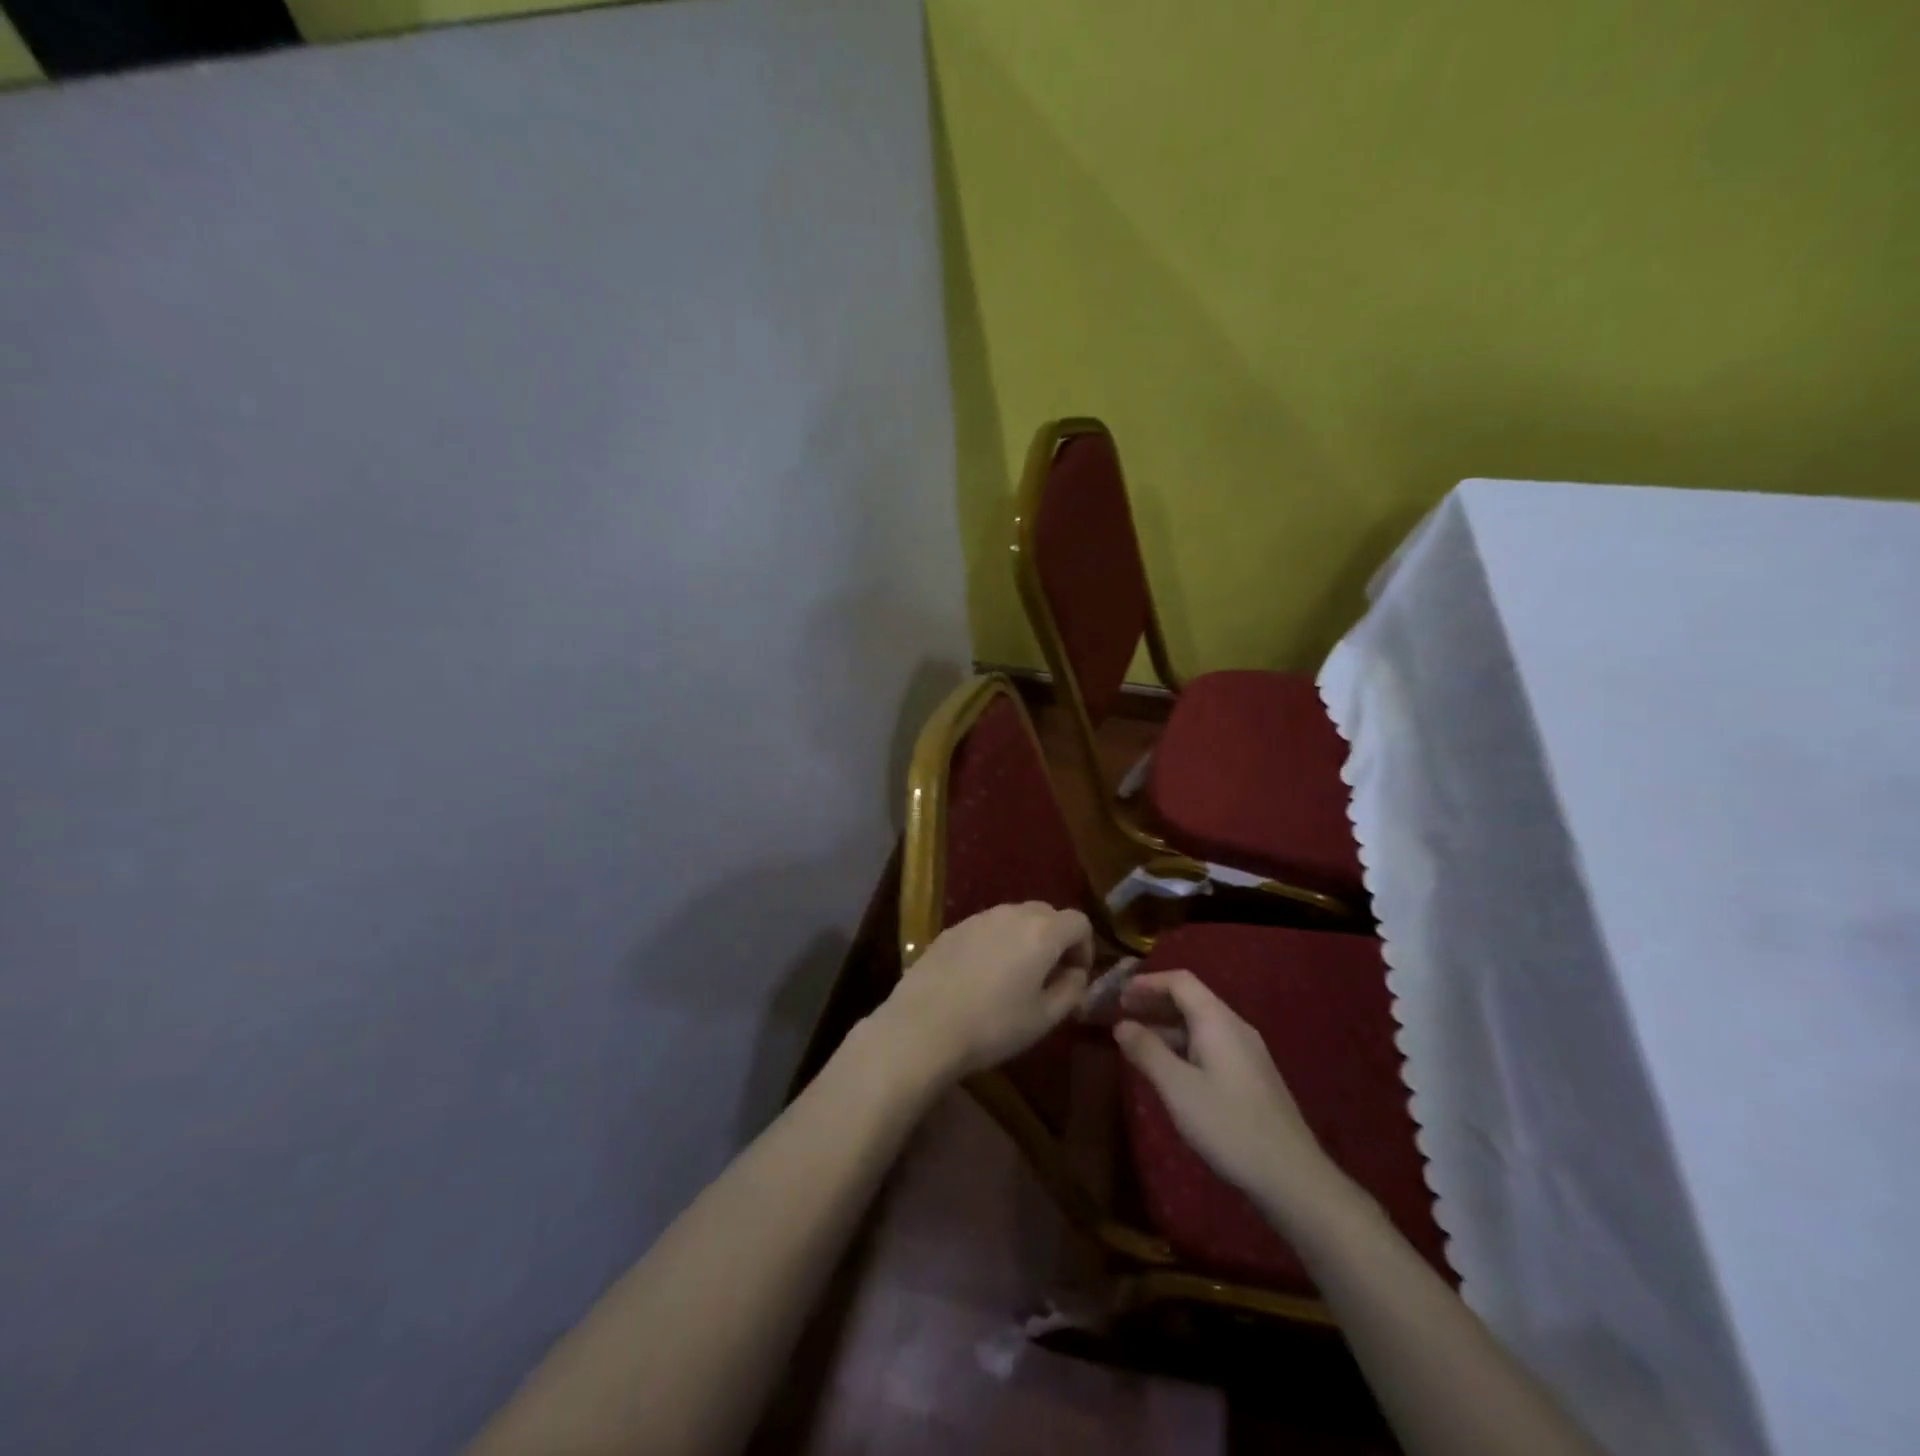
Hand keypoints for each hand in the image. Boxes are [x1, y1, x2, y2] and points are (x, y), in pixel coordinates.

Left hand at [873, 902, 1091, 1081]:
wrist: (924, 1025)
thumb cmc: (993, 1026)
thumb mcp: (1044, 1018)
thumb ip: (1071, 990)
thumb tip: (1075, 973)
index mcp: (1042, 932)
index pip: (1079, 922)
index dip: (1085, 948)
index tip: (1075, 977)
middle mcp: (1012, 914)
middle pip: (1047, 914)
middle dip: (1056, 939)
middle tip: (1049, 975)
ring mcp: (979, 917)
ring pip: (1015, 918)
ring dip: (1025, 939)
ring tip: (1014, 976)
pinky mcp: (953, 928)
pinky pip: (987, 927)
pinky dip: (996, 942)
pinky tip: (982, 976)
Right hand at [1114, 970, 1347, 1219]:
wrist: (1292, 1176)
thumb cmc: (1229, 1125)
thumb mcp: (1178, 1088)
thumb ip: (1147, 1051)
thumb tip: (1121, 1025)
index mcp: (1217, 1021)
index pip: (1180, 982)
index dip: (1147, 983)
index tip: (1118, 995)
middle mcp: (1235, 1028)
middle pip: (1191, 1000)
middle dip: (1155, 1003)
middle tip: (1121, 1015)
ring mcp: (1247, 1053)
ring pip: (1200, 1025)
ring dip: (1167, 1027)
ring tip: (1137, 1042)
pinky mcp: (1251, 1077)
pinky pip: (1211, 1045)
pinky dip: (1183, 1046)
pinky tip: (1170, 1069)